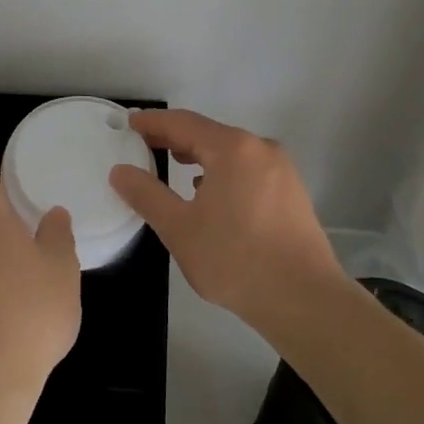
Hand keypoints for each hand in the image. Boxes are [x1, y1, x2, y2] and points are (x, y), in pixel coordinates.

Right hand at [109, 109, 343, 328]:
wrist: (304, 300)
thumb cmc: (235, 259)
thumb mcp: (179, 228)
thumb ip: (146, 195)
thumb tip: (120, 171)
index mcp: (232, 148)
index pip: (183, 123)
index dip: (153, 123)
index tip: (130, 124)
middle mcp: (260, 149)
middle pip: (209, 134)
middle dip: (176, 138)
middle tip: (146, 145)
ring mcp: (282, 171)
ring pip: (232, 152)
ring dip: (201, 155)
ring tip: (176, 165)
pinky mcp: (293, 194)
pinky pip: (249, 170)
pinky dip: (224, 171)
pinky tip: (213, 194)